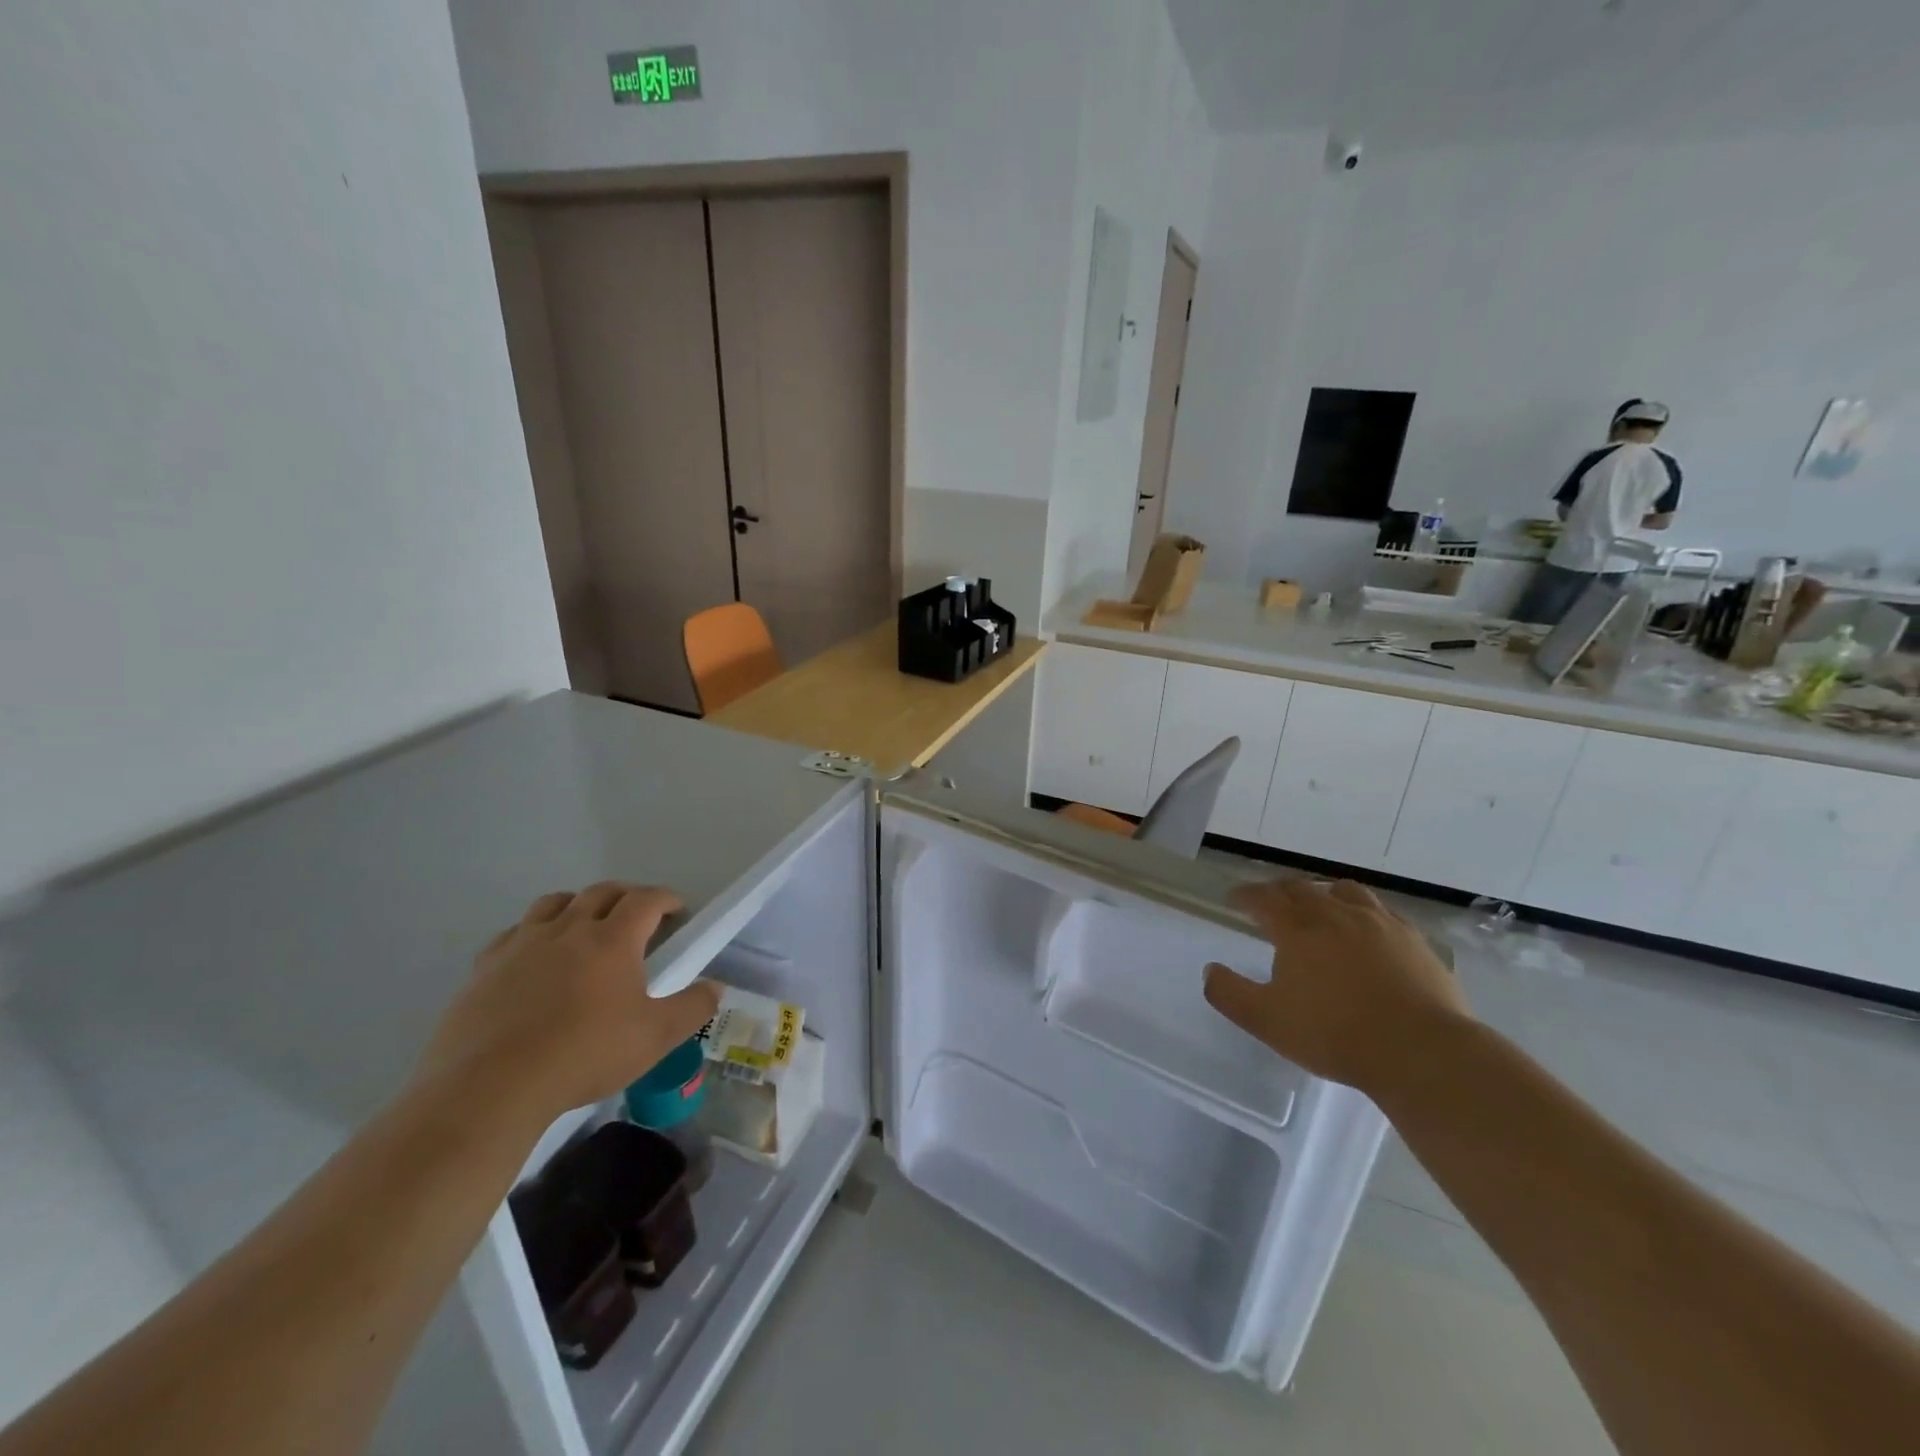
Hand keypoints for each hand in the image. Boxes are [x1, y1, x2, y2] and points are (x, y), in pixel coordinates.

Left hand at [414, 884, 719, 1126]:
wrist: (490, 1087)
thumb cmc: (584, 1056)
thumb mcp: (655, 1038)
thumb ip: (693, 1008)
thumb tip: (715, 987)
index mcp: (613, 939)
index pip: (646, 899)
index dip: (665, 898)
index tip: (676, 909)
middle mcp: (569, 929)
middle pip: (602, 892)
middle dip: (626, 896)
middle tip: (638, 916)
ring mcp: (523, 943)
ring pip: (555, 903)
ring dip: (578, 905)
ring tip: (585, 926)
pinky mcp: (486, 966)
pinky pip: (515, 932)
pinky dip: (534, 932)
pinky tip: (535, 957)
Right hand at [1203, 877, 1471, 1092]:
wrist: (1421, 1052)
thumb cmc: (1335, 1035)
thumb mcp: (1267, 1021)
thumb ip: (1230, 994)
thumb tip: (1210, 970)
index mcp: (1297, 929)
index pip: (1263, 898)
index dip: (1245, 896)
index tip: (1234, 899)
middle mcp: (1335, 914)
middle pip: (1300, 888)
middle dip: (1279, 892)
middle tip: (1270, 903)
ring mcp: (1378, 923)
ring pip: (1343, 891)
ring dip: (1322, 893)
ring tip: (1319, 906)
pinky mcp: (1413, 940)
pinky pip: (1382, 911)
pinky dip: (1363, 911)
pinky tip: (1367, 929)